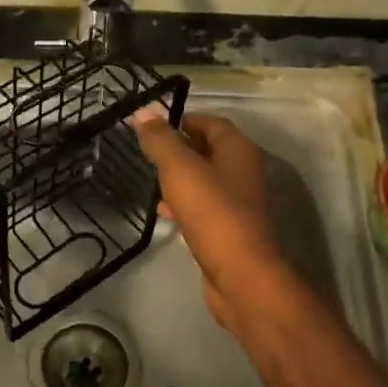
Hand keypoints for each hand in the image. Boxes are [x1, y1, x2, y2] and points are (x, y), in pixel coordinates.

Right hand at [132, 109, 288, 331]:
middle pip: (208, 151)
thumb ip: (161, 141)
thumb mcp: (180, 170)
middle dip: (179, 150)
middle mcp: (243, 172)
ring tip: (152, 183)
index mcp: (238, 150)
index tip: (154, 126)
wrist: (241, 275)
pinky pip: (204, 208)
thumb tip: (144, 111)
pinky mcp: (230, 229)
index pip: (211, 123)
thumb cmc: (213, 213)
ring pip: (205, 181)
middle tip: (149, 154)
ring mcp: (239, 203)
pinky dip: (184, 205)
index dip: (184, 120)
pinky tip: (165, 213)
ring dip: (180, 179)